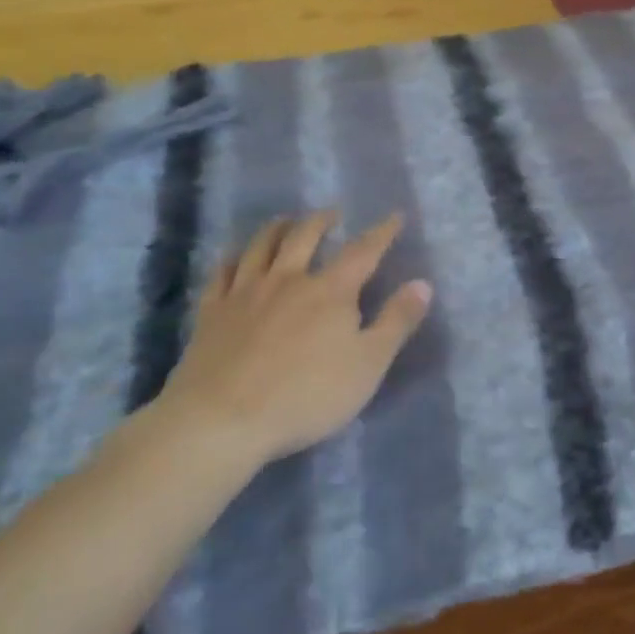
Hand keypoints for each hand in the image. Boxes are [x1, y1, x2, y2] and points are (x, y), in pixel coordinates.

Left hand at [156, 211, 431, 467]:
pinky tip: (234, 258)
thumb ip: (397, 321)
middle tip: (332, 213)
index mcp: (330, 290)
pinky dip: (231, 259)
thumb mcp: (369, 364)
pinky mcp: (212, 313)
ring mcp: (245, 293)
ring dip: (276, 229)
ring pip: (260, 247)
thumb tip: (423, 283)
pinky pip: (221, 274)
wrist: (222, 420)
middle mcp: (288, 280)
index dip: (381, 232)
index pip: (363, 251)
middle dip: (322, 221)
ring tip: (285, 221)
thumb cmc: (306, 395)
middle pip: (305, 236)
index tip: (394, 216)